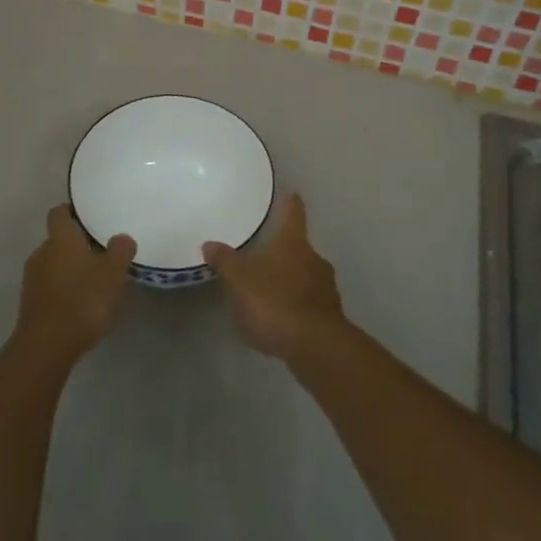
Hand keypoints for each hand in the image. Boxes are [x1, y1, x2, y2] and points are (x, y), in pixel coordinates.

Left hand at [13, 206, 136, 367]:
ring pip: (53, 265)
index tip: (88, 217)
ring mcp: (31, 280)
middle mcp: (41, 253)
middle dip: (76, 246)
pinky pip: (49, 288)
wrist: (45, 348)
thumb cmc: (82, 301)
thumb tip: (121, 237)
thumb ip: (120, 250)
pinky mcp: (29, 305)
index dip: (72, 211)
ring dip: (69, 270)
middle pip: (57, 241)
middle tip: (100, 254)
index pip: (59, 213)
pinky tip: (80, 306)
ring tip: (93, 283)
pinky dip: (62, 291)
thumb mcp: (113, 273)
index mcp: (60, 239)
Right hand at [203, 194, 343, 360]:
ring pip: (307, 275)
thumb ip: (225, 261)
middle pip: (299, 247)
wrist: (315, 347)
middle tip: (265, 256)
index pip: (293, 212)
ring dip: (292, 280)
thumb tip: (210, 243)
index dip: (289, 202)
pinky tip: (283, 321)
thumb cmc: (274, 303)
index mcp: (293, 243)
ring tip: (270, 292)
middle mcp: (314, 258)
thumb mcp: (239, 281)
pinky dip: (298, 306)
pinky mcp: (330, 316)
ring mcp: (327, 288)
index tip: (290, 193)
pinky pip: (310, 303)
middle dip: (284, 251)